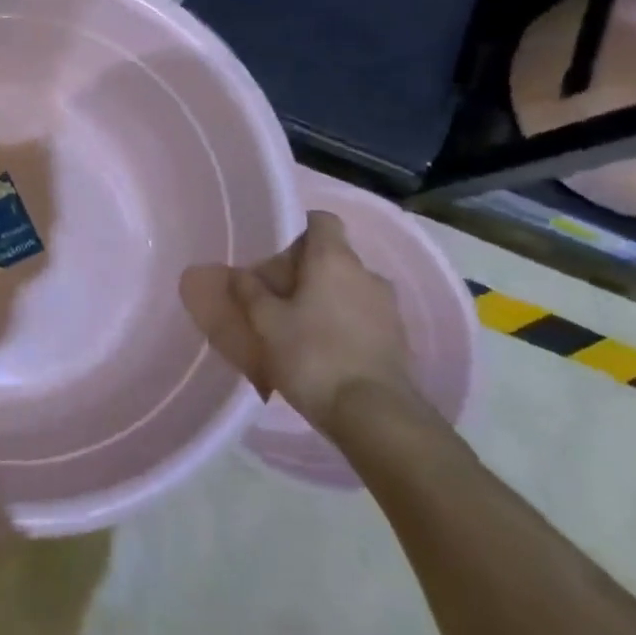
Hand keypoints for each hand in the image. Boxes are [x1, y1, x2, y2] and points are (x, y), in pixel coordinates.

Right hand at [190, 211, 417, 437]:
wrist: (374, 414)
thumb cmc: (312, 355)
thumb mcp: (266, 322)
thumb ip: (249, 291)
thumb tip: (237, 272)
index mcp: (334, 260)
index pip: (322, 220)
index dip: (299, 227)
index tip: (277, 249)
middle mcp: (366, 274)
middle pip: (333, 255)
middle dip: (306, 269)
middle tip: (276, 294)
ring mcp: (388, 306)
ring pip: (349, 287)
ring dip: (326, 297)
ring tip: (298, 324)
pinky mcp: (397, 338)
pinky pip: (363, 315)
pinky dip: (343, 321)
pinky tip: (322, 348)